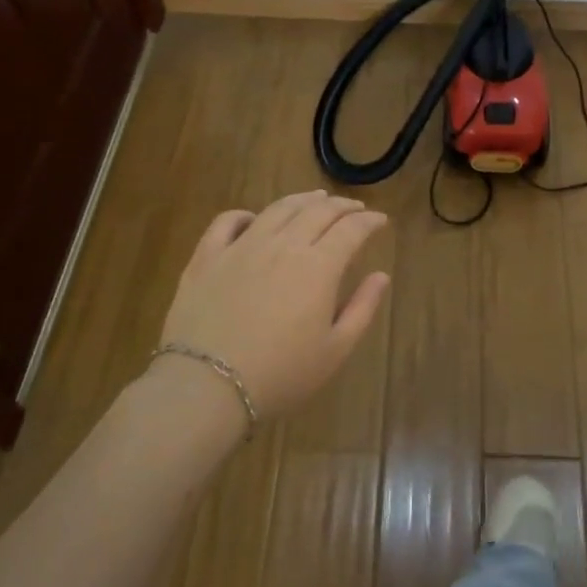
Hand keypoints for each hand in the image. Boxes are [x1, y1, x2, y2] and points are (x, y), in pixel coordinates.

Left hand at [158, 190, 390, 421]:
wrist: (206, 386)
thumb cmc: (280, 375)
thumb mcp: (334, 351)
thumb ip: (362, 309)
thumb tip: (381, 276)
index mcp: (319, 266)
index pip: (351, 229)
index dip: (369, 221)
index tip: (380, 220)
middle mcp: (283, 245)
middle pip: (318, 211)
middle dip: (342, 205)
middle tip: (354, 208)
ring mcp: (242, 246)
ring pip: (278, 209)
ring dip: (302, 199)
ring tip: (315, 199)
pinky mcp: (207, 256)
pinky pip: (228, 221)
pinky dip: (246, 214)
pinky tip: (254, 219)